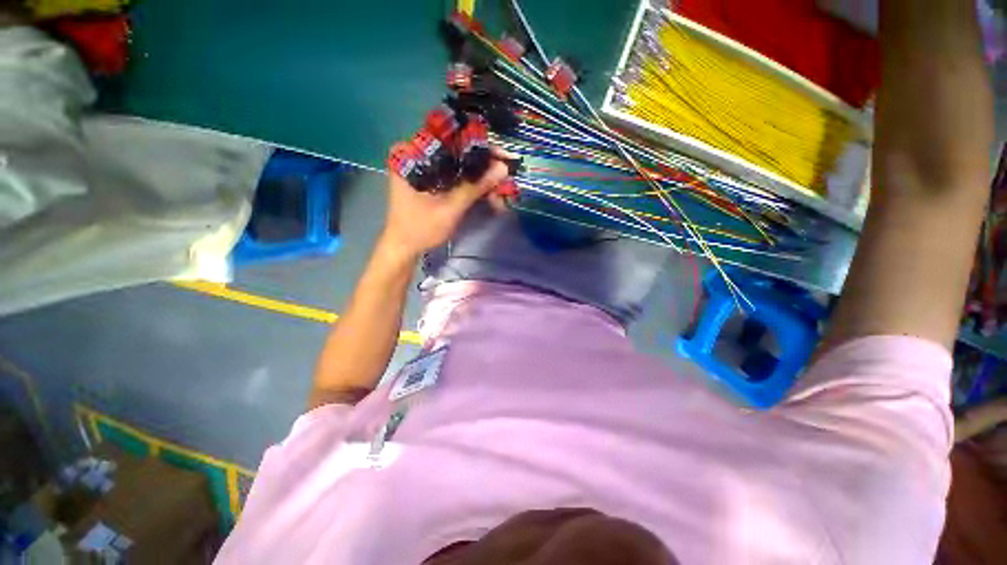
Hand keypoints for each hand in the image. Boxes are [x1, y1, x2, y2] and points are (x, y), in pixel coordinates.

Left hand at [379, 150, 510, 260]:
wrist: (404, 248)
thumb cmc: (420, 228)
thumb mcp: (450, 208)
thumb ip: (475, 187)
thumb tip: (503, 168)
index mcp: (413, 154)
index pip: (453, 140)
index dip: (481, 148)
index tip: (503, 157)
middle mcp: (418, 154)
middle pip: (459, 153)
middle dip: (484, 167)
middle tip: (505, 178)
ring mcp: (425, 168)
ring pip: (460, 166)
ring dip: (481, 179)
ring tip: (500, 192)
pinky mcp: (431, 180)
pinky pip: (456, 176)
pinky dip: (472, 185)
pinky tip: (488, 195)